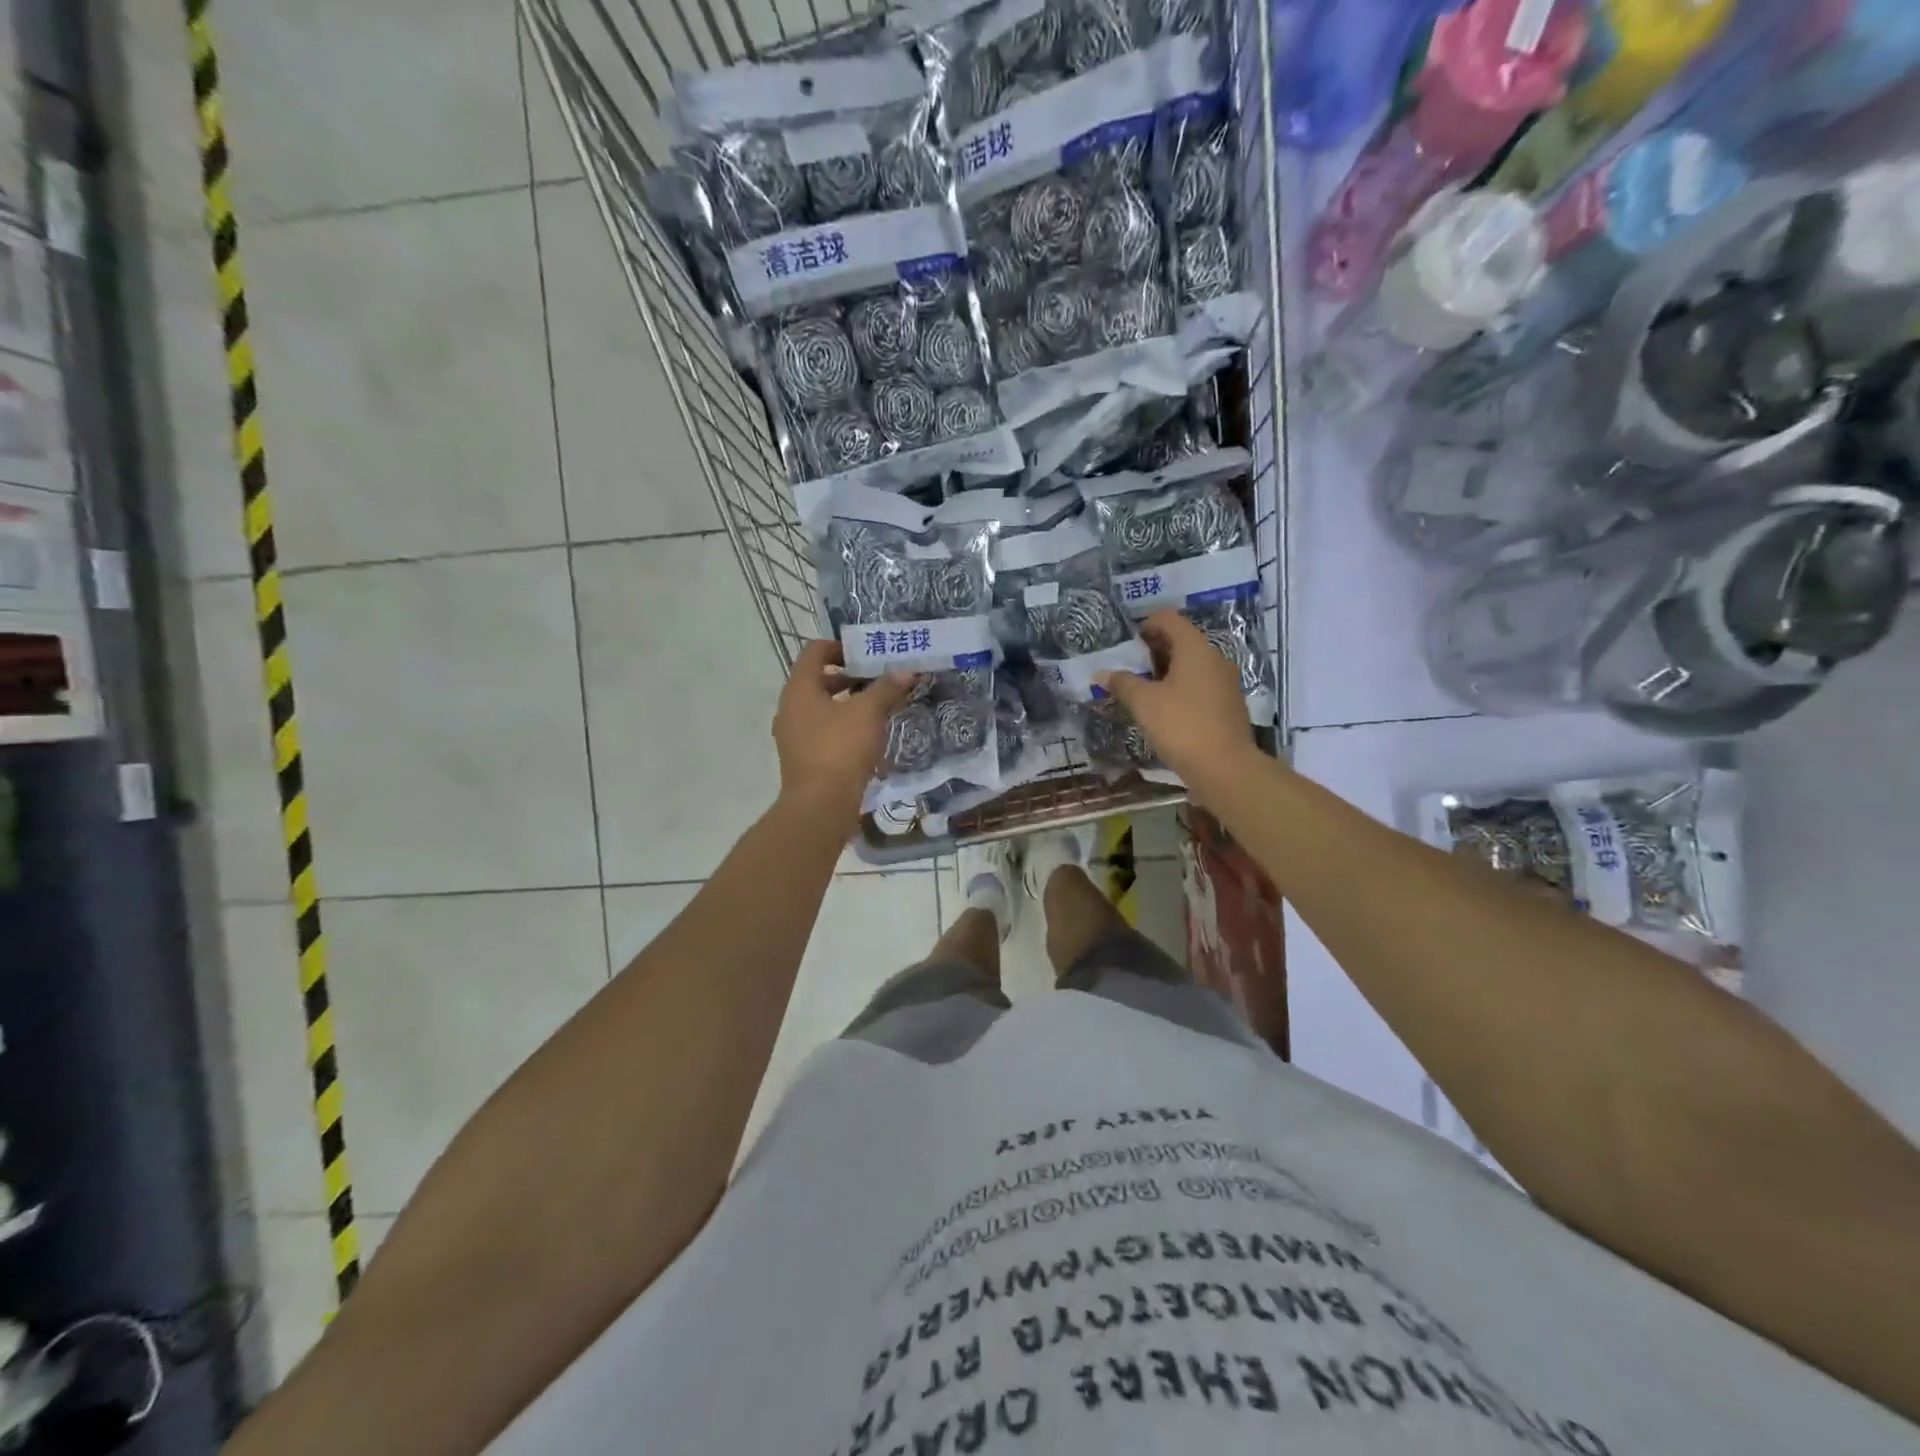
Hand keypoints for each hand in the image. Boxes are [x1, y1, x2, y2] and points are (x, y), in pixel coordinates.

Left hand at [772, 640, 915, 828]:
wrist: (820, 806)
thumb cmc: (840, 749)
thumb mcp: (868, 713)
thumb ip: (887, 688)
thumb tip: (906, 671)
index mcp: (799, 689)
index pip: (815, 651)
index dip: (841, 646)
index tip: (867, 655)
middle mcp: (790, 708)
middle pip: (819, 680)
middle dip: (850, 677)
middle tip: (879, 681)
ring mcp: (794, 736)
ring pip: (822, 708)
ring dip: (849, 704)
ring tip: (879, 709)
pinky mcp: (803, 759)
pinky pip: (823, 732)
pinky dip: (844, 727)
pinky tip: (868, 738)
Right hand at [1096, 609, 1259, 801]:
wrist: (1225, 768)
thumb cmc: (1182, 726)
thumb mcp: (1144, 703)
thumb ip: (1122, 683)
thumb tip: (1101, 673)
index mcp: (1195, 648)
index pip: (1169, 619)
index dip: (1146, 625)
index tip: (1127, 646)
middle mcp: (1214, 658)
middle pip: (1181, 640)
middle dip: (1153, 650)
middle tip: (1130, 670)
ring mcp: (1225, 682)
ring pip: (1191, 664)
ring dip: (1166, 671)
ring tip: (1143, 691)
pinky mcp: (1227, 704)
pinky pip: (1200, 684)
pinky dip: (1180, 688)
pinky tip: (1164, 710)